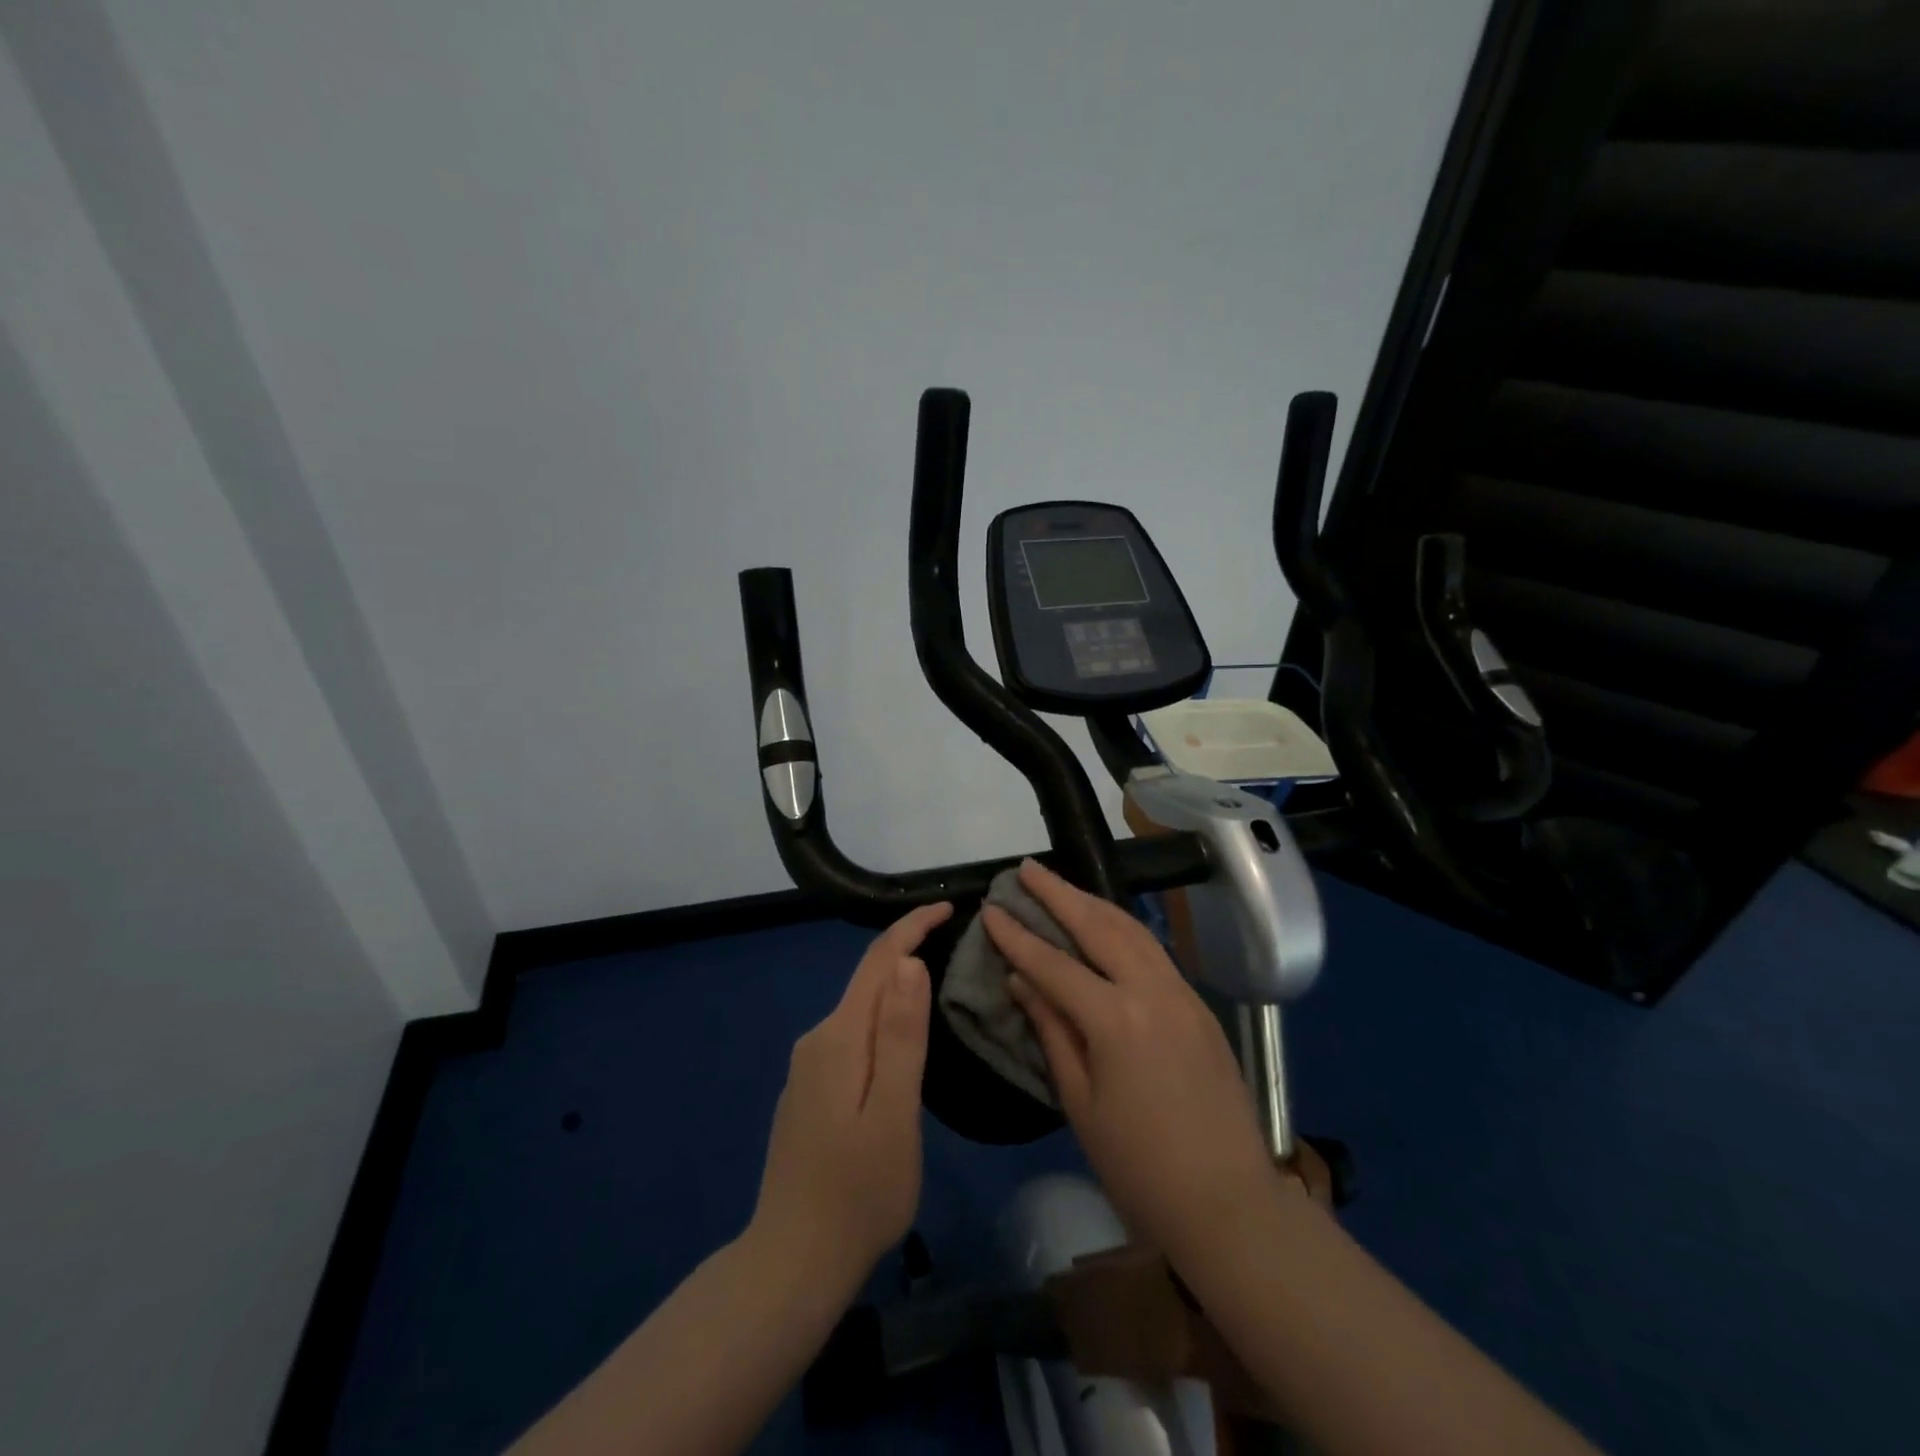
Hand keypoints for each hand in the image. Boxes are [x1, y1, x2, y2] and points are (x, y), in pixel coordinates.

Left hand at [751, 901, 951, 1294]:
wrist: (792, 1262)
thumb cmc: (858, 1192)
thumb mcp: (894, 1113)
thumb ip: (901, 1036)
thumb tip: (909, 962)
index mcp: (839, 1038)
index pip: (878, 961)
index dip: (911, 927)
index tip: (948, 907)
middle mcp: (818, 1040)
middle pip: (868, 981)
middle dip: (908, 953)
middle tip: (956, 945)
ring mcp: (809, 1068)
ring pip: (860, 1011)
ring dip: (897, 990)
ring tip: (940, 986)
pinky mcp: (810, 1091)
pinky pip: (853, 1038)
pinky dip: (882, 1024)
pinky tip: (902, 1043)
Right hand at [983, 861, 1279, 1263]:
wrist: (1229, 1203)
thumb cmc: (1139, 1166)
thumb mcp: (1081, 1103)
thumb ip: (1052, 1031)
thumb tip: (1022, 981)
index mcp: (1115, 1020)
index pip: (1054, 963)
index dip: (1018, 936)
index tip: (991, 909)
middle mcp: (1151, 991)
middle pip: (1098, 925)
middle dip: (1058, 893)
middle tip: (1027, 869)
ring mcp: (1182, 993)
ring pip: (1132, 929)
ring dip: (1093, 902)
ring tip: (1061, 886)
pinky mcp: (1199, 1005)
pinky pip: (1154, 951)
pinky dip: (1123, 928)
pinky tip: (1105, 926)